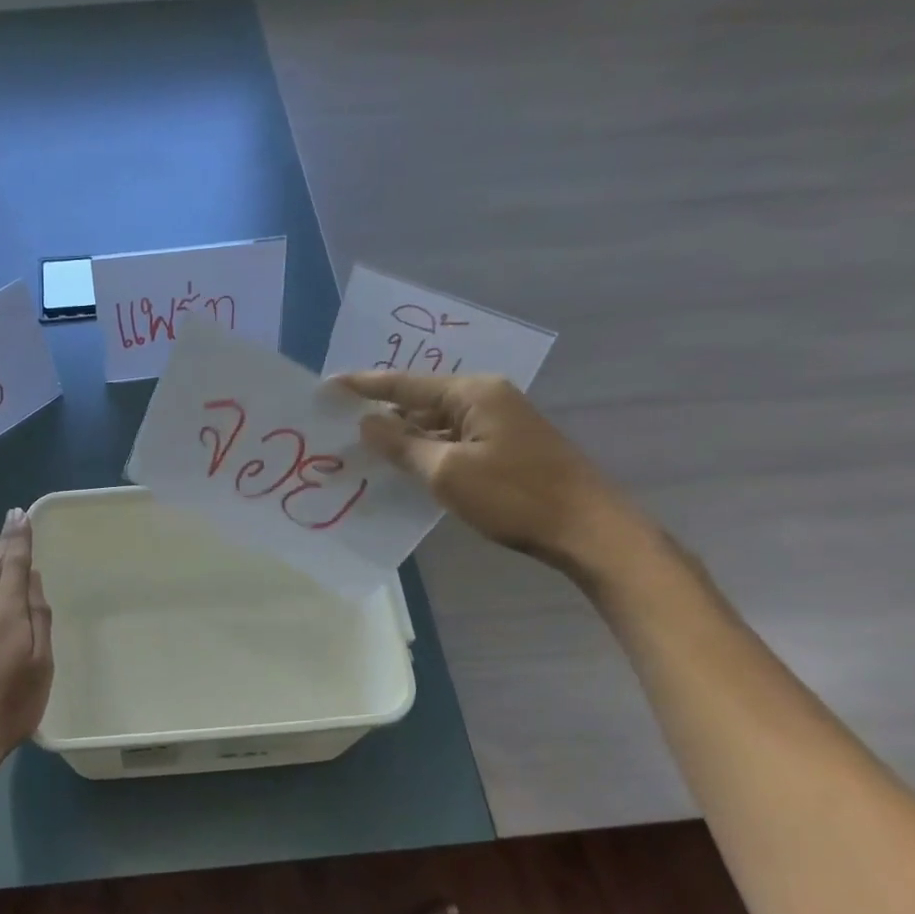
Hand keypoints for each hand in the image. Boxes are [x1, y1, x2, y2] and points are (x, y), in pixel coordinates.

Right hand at [339, 371, 645, 575]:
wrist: (586, 529)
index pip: (406, 384)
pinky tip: (403, 466)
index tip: (329, 385)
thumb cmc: (514, 496)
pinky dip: (426, 451)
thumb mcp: (447, 472)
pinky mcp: (505, 448)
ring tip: (361, 447)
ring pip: (437, 424)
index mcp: (473, 393)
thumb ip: (403, 446)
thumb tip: (367, 423)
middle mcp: (486, 398)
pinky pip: (452, 441)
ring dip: (403, 436)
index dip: (364, 386)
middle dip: (382, 413)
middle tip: (339, 422)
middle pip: (421, 401)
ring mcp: (499, 423)